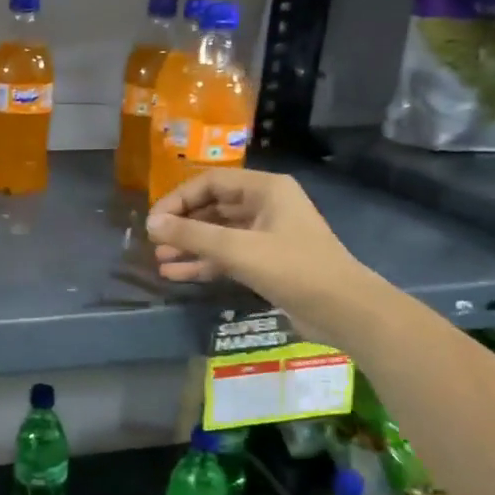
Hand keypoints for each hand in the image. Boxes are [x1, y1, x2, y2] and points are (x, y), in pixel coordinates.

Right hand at [146, 169, 366, 335]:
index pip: (210, 183)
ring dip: (190, 245)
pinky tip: (177, 274)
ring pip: (219, 234)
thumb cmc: (293, 269)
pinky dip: (204, 263)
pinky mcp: (267, 262)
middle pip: (213, 207)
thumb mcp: (238, 249)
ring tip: (160, 259)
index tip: (154, 221)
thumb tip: (152, 223)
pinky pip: (228, 256)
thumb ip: (193, 235)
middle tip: (154, 241)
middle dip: (182, 224)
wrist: (343, 311)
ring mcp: (267, 235)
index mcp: (266, 189)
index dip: (178, 199)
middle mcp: (266, 206)